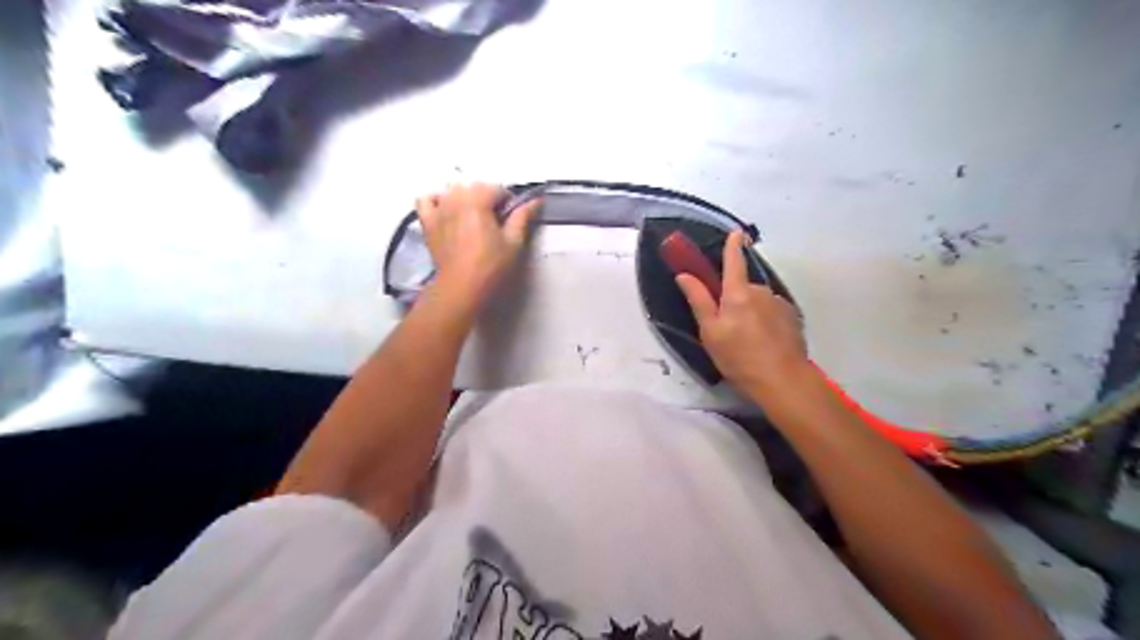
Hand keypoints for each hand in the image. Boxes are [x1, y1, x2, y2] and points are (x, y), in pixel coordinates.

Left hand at [418, 182, 542, 311]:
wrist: (461, 288)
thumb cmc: (490, 266)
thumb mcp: (513, 242)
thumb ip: (523, 217)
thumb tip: (536, 200)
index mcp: (478, 202)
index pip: (497, 189)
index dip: (508, 202)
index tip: (512, 218)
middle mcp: (456, 199)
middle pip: (474, 187)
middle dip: (487, 199)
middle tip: (495, 222)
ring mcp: (439, 209)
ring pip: (452, 191)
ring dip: (464, 198)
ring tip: (473, 218)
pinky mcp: (427, 222)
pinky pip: (425, 200)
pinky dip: (436, 201)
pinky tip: (446, 211)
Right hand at [675, 230, 808, 400]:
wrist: (782, 380)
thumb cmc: (739, 357)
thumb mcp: (710, 332)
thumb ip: (698, 300)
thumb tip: (684, 275)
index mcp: (738, 293)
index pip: (733, 261)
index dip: (732, 246)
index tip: (735, 232)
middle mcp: (761, 291)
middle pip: (743, 287)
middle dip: (735, 299)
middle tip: (728, 327)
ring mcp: (779, 304)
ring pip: (759, 301)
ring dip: (751, 312)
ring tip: (747, 340)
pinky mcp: (792, 318)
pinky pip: (772, 312)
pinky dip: (766, 321)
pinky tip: (764, 342)